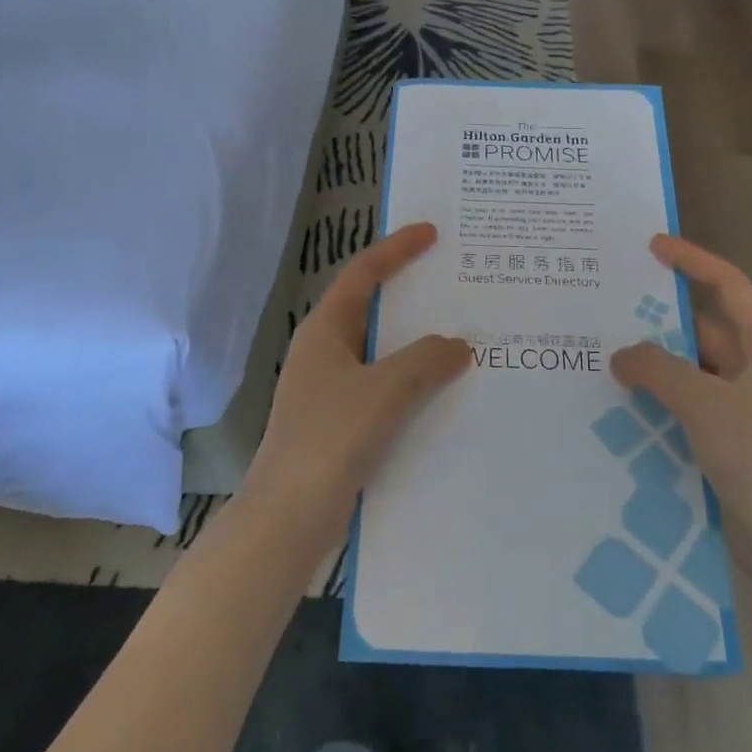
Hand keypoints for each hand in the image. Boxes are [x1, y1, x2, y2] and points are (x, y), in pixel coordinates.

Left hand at [241, 222, 468, 539]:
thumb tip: (459, 345)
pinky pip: (384, 388)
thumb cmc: (331, 438)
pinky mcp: (341, 424)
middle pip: (373, 309)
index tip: (431, 233)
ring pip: (382, 353)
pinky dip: (413, 382)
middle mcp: (326, 353)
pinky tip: (444, 393)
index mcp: (326, 331)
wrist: (289, 517)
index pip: (363, 274)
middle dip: (411, 295)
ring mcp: (331, 390)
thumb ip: (425, 360)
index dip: (396, 249)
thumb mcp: (384, 390)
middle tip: (454, 282)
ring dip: (417, 344)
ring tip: (462, 334)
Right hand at [610, 235, 751, 568]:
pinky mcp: (729, 441)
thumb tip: (620, 355)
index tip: (653, 247)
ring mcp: (744, 409)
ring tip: (604, 354)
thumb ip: (658, 369)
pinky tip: (621, 402)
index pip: (730, 287)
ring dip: (655, 364)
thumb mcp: (705, 403)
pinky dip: (659, 399)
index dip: (694, 261)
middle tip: (609, 309)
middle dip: (660, 320)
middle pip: (704, 329)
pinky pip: (687, 405)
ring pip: (692, 371)